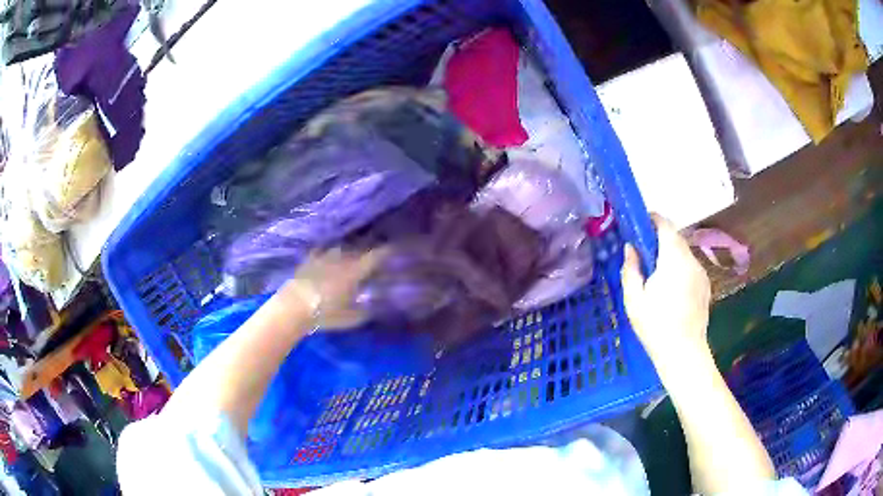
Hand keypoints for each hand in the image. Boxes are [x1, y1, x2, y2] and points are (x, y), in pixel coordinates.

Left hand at [281, 248, 386, 329]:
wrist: (294, 306)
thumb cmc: (326, 313)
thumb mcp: (351, 318)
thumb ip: (366, 310)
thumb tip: (376, 305)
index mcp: (356, 269)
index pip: (377, 255)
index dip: (387, 252)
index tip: (395, 251)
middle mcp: (342, 257)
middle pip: (360, 249)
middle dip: (369, 253)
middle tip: (374, 260)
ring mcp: (325, 255)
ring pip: (342, 249)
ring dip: (349, 252)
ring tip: (352, 258)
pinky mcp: (310, 258)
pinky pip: (324, 251)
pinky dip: (330, 253)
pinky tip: (329, 257)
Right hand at [620, 214, 710, 367]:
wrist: (684, 353)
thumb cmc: (655, 326)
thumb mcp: (634, 299)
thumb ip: (631, 268)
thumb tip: (630, 248)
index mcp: (673, 259)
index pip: (665, 225)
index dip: (652, 220)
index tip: (640, 224)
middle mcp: (691, 260)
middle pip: (676, 239)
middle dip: (660, 239)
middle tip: (644, 253)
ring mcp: (701, 273)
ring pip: (684, 254)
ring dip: (670, 256)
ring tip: (657, 275)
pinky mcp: (706, 286)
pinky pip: (691, 268)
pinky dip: (680, 269)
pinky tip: (672, 290)